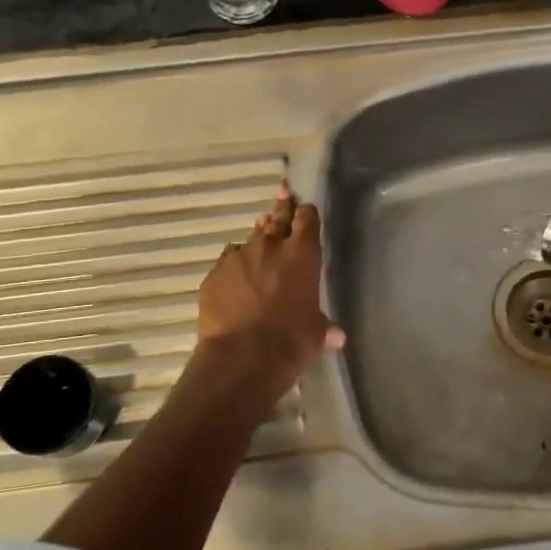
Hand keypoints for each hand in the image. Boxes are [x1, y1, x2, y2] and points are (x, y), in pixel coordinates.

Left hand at [195, 188, 344, 399]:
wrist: (242, 356)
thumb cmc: (291, 341)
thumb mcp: (315, 334)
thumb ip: (324, 328)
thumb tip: (337, 336)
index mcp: (302, 254)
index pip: (307, 220)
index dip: (307, 213)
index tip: (306, 207)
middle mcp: (270, 247)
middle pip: (277, 218)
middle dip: (282, 207)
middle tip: (283, 192)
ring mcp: (238, 258)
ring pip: (250, 239)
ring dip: (257, 238)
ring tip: (260, 236)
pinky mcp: (214, 275)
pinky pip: (227, 262)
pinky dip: (234, 267)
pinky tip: (235, 277)